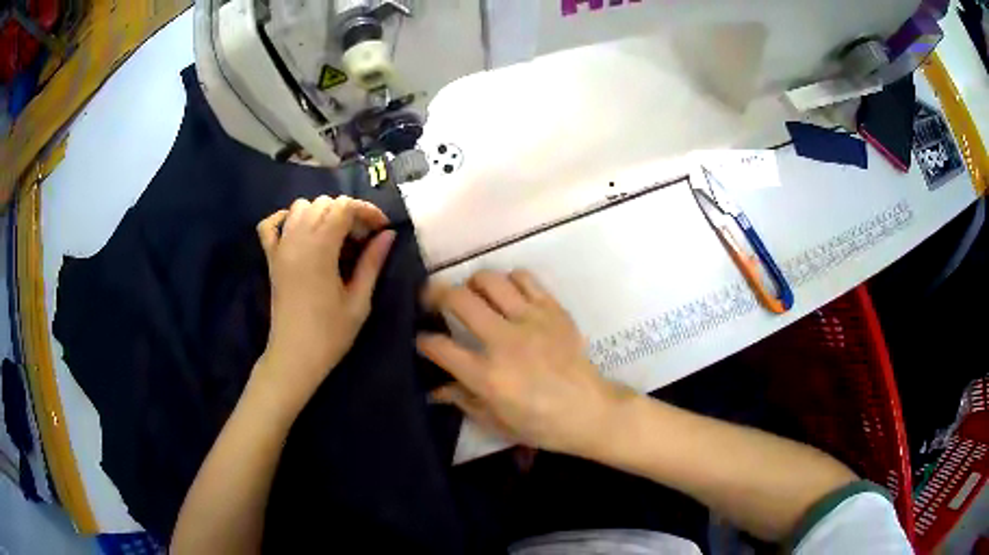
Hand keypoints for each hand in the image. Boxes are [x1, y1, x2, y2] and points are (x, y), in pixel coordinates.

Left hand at [253, 196, 394, 413]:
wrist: (295, 356)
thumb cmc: (330, 334)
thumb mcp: (359, 301)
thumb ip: (372, 263)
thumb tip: (388, 235)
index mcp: (321, 248)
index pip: (344, 207)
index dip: (367, 211)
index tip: (382, 228)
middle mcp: (297, 239)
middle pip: (325, 203)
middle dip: (348, 212)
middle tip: (363, 238)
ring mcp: (280, 247)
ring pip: (300, 206)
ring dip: (321, 213)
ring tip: (336, 236)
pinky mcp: (271, 258)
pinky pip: (270, 224)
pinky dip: (284, 219)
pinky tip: (299, 231)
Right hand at [418, 270, 634, 456]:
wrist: (590, 411)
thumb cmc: (541, 425)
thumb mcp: (495, 422)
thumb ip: (462, 400)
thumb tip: (433, 389)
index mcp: (486, 376)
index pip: (438, 346)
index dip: (421, 341)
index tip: (421, 339)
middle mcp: (504, 341)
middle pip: (458, 299)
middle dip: (435, 294)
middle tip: (432, 300)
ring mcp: (530, 321)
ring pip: (489, 280)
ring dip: (471, 283)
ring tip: (471, 294)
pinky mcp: (553, 310)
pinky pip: (525, 278)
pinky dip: (509, 280)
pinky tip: (507, 294)